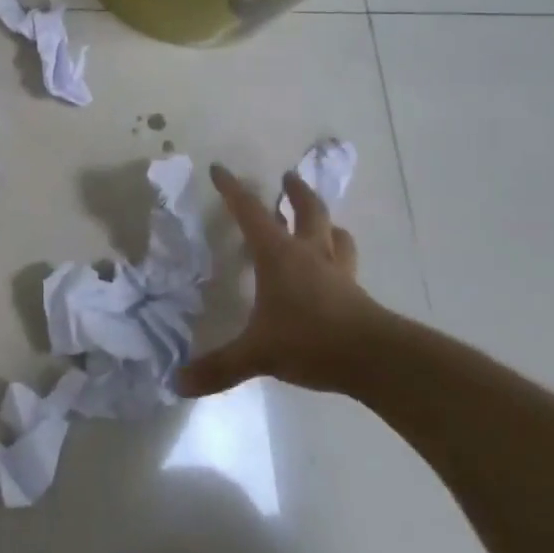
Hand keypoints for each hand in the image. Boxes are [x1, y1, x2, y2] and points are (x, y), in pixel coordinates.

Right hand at [177, 163, 381, 396]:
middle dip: (295, 192)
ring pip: (335, 235)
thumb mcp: (256, 354)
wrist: (376, 359)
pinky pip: (347, 264)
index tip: (219, 169)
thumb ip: (218, 367)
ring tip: (321, 220)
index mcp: (278, 256)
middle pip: (307, 211)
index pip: (250, 213)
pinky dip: (339, 256)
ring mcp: (338, 273)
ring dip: (325, 222)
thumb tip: (177, 383)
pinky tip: (336, 268)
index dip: (232, 190)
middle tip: (288, 177)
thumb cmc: (309, 341)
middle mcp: (309, 255)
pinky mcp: (358, 294)